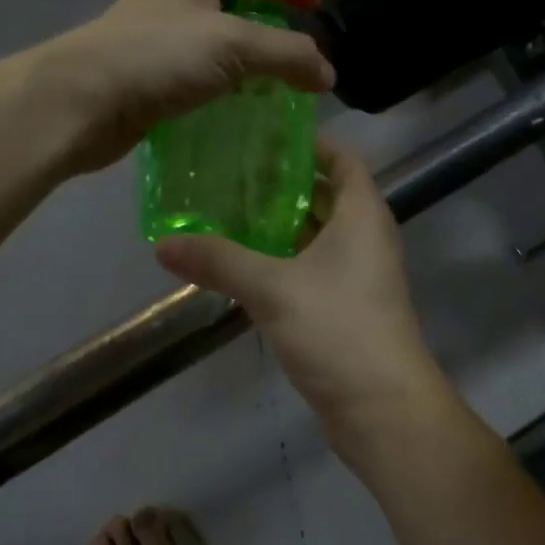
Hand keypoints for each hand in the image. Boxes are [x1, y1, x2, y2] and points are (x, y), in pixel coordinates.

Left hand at [40, 0, 334, 174]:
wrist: (80, 105)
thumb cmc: (155, 56)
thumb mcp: (233, 44)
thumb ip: (288, 54)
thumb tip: (327, 75)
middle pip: (238, 0)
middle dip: (274, 22)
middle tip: (307, 51)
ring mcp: (162, 40)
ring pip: (221, 43)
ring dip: (252, 62)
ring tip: (289, 84)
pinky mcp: (155, 79)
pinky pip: (204, 77)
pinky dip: (229, 89)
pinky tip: (252, 109)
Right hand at [153, 139, 459, 464]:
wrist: (382, 410)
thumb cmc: (338, 329)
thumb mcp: (273, 288)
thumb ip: (219, 261)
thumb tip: (163, 244)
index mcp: (362, 215)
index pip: (343, 159)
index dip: (310, 143)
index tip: (264, 134)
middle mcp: (365, 237)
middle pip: (326, 195)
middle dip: (283, 184)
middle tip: (231, 173)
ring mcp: (358, 275)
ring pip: (316, 235)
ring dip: (279, 225)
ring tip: (226, 212)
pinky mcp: (346, 308)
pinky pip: (312, 269)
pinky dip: (283, 260)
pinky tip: (242, 264)